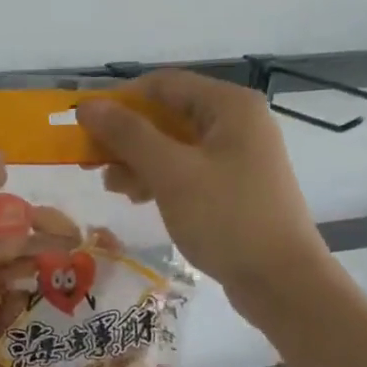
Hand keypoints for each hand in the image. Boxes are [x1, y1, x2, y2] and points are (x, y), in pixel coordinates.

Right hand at [76, 70, 327, 301]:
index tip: (85, 128)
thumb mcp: (171, 173)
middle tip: (91, 163)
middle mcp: (236, 122)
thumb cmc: (226, 218)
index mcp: (229, 106)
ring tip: (114, 188)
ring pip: (173, 145)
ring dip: (138, 161)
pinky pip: (186, 170)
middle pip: (166, 115)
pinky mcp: (233, 187)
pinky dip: (159, 179)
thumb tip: (86, 106)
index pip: (162, 85)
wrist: (282, 281)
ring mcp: (237, 156)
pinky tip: (139, 198)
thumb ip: (127, 135)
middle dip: (126, 137)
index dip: (119, 101)